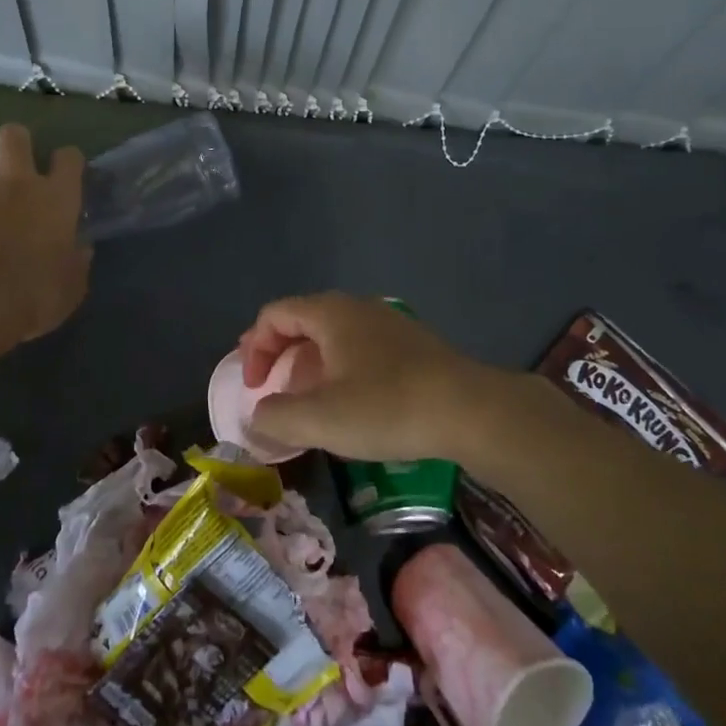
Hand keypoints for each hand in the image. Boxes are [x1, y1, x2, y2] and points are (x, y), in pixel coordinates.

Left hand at [0, 124, 90, 344]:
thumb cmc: (36, 295)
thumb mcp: (73, 284)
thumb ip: (77, 259)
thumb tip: (80, 247)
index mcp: (56, 197)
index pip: (68, 156)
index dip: (68, 162)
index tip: (67, 176)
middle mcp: (16, 184)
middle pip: (14, 136)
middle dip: (18, 143)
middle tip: (21, 168)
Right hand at [238, 292, 532, 462]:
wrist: (471, 410)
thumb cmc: (386, 406)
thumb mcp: (321, 419)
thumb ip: (276, 416)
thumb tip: (258, 415)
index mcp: (330, 313)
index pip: (274, 315)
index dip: (255, 349)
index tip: (254, 388)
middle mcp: (357, 307)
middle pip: (302, 320)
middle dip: (279, 354)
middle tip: (271, 389)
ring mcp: (389, 323)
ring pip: (333, 335)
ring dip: (310, 363)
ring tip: (307, 399)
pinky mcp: (412, 345)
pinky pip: (360, 347)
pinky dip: (340, 368)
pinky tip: (351, 402)